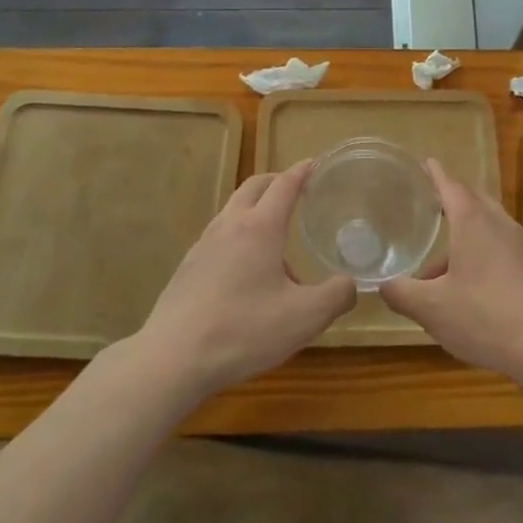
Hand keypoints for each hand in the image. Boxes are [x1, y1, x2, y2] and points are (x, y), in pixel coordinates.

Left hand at [134, 162, 355, 399]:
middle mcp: (229, 226)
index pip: (284, 185)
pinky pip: (219, 239)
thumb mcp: (304, 318)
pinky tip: (247, 277)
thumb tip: (350, 284)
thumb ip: (336, 296)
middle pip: (253, 188)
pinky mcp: (187, 269)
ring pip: (233, 213)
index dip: (302, 172)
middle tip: (296, 190)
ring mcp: (203, 246)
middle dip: (276, 182)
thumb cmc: (243, 330)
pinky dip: (239, 240)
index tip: (315, 164)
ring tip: (278, 249)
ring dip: (256, 214)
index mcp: (260, 227)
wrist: (172, 358)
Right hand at [379, 158, 522, 378]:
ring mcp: (518, 244)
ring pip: (486, 225)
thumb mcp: (431, 308)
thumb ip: (401, 293)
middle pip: (473, 200)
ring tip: (436, 265)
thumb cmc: (483, 315)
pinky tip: (465, 284)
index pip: (451, 186)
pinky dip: (478, 250)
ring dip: (463, 234)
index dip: (436, 175)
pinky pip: (498, 245)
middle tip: (429, 204)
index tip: (426, 162)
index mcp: (472, 221)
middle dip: (451, 198)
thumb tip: (382, 284)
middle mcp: (497, 223)